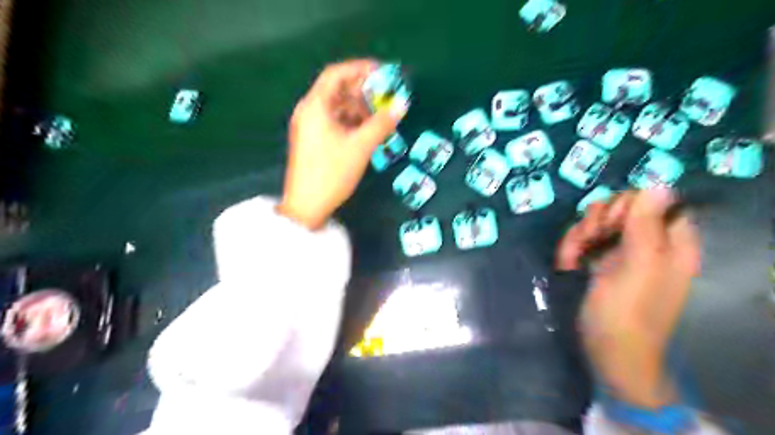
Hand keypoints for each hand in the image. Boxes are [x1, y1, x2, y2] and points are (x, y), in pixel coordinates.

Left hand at [277, 60, 407, 228]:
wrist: (306, 206)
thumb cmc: (332, 173)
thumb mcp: (360, 147)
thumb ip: (382, 123)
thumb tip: (401, 104)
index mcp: (315, 106)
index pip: (337, 74)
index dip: (360, 69)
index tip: (382, 72)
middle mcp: (309, 111)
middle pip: (337, 90)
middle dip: (362, 91)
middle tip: (385, 97)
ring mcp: (309, 127)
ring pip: (336, 107)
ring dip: (358, 108)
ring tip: (380, 117)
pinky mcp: (312, 140)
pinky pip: (333, 122)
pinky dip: (350, 122)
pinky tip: (366, 131)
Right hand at [554, 189, 699, 408]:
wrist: (605, 349)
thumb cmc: (626, 312)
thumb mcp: (638, 267)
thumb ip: (646, 225)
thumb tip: (658, 183)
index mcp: (671, 243)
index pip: (655, 201)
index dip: (630, 205)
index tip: (613, 223)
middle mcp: (646, 243)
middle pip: (620, 209)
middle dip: (597, 222)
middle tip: (590, 241)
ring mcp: (620, 252)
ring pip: (596, 223)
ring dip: (578, 237)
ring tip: (571, 259)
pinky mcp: (599, 261)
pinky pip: (583, 240)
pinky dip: (571, 249)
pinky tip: (566, 264)